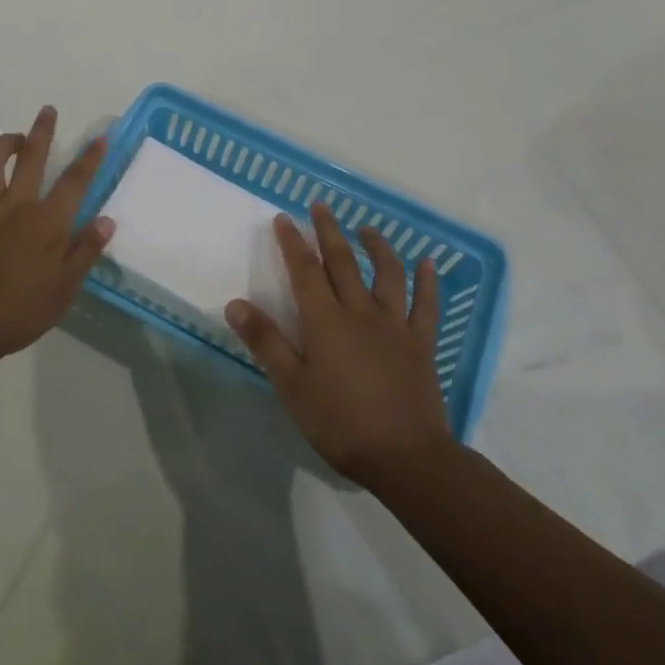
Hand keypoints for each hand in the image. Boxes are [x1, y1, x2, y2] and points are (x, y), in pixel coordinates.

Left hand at [0, 105, 112, 363]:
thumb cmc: (22, 311)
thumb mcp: (65, 288)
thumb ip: (86, 251)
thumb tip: (107, 220)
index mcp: (47, 223)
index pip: (74, 182)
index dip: (89, 158)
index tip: (100, 137)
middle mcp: (16, 207)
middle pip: (31, 159)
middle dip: (42, 132)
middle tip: (47, 111)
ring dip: (3, 143)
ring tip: (14, 136)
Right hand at [226, 203, 453, 487]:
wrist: (406, 458)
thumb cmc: (341, 422)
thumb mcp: (291, 386)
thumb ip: (265, 341)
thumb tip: (235, 303)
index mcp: (325, 320)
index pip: (304, 270)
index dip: (292, 242)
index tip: (283, 218)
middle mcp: (360, 312)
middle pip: (343, 262)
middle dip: (329, 231)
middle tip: (320, 206)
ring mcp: (395, 325)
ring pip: (387, 274)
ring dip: (377, 246)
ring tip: (367, 229)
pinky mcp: (421, 344)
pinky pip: (426, 306)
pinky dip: (428, 282)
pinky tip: (428, 264)